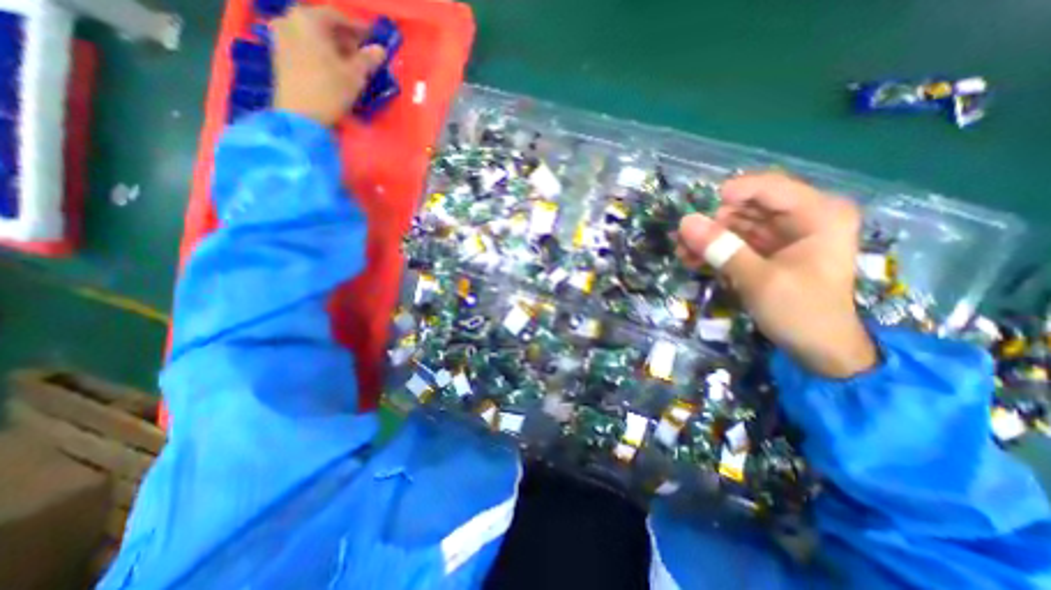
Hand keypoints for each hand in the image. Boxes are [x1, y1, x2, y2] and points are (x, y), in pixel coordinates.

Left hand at [271, 5, 384, 126]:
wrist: (300, 114)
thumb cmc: (330, 90)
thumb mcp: (354, 75)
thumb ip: (368, 59)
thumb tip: (380, 49)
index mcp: (308, 19)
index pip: (337, 16)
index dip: (357, 27)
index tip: (372, 37)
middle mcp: (289, 19)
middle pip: (322, 24)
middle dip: (343, 37)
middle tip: (361, 52)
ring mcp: (280, 36)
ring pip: (312, 35)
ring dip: (332, 46)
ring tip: (349, 62)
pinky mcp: (279, 54)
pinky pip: (303, 45)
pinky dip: (319, 52)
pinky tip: (332, 67)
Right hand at [677, 169, 876, 377]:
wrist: (818, 349)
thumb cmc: (801, 312)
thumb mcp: (759, 280)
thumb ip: (722, 250)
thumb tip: (685, 222)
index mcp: (818, 215)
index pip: (769, 188)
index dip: (729, 194)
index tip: (696, 211)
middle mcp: (802, 218)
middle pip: (748, 206)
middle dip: (712, 221)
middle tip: (682, 238)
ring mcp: (783, 235)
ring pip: (737, 224)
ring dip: (708, 237)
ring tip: (681, 251)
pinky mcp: (767, 251)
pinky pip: (735, 241)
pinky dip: (714, 250)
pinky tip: (692, 259)